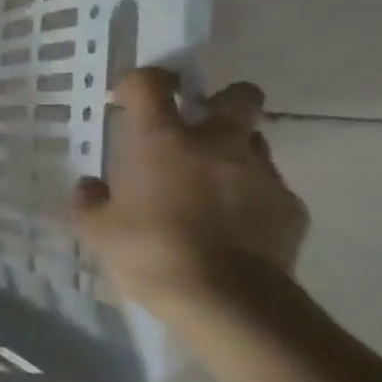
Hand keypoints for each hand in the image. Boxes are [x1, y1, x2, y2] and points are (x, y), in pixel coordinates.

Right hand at [72, 68, 308, 311]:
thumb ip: (91, 201)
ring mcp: (260, 172)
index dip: (139, 82)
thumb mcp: (96, 229)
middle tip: (196, 127)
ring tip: (208, 185)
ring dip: (232, 152)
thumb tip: (93, 186)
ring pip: (254, 142)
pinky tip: (230, 226)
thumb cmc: (148, 251)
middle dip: (220, 102)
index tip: (128, 98)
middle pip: (238, 96)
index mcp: (161, 141)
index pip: (151, 85)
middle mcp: (216, 144)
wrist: (225, 299)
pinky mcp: (290, 206)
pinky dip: (247, 196)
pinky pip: (267, 187)